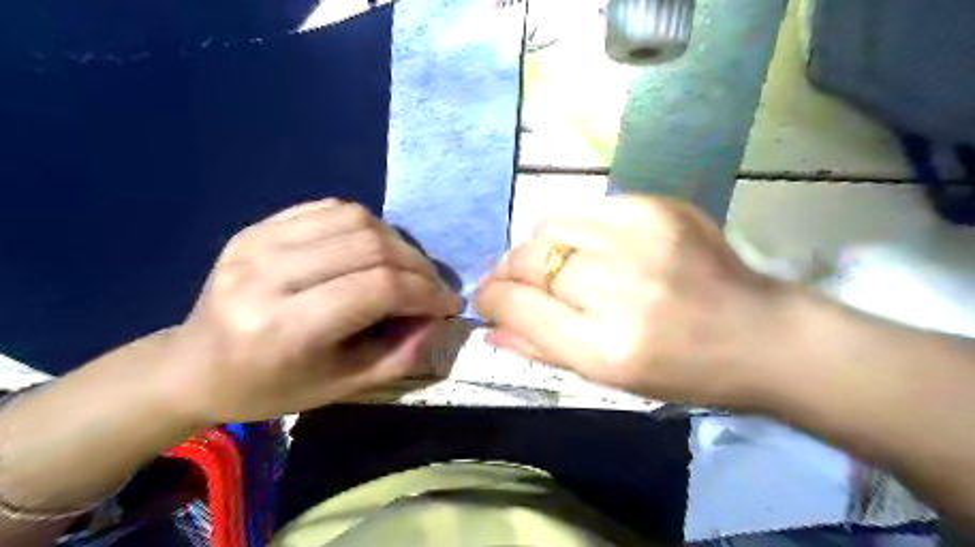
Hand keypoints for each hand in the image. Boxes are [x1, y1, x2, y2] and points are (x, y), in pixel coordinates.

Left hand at [165, 199, 461, 423]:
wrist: (194, 367)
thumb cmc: (270, 388)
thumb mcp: (340, 388)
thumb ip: (398, 355)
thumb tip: (437, 318)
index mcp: (283, 327)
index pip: (378, 288)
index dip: (425, 292)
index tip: (449, 303)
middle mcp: (267, 275)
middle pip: (370, 246)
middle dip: (417, 265)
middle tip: (432, 286)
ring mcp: (257, 242)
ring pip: (354, 218)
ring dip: (395, 241)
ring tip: (406, 267)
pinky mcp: (256, 227)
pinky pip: (328, 208)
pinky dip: (365, 224)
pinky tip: (372, 248)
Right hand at [476, 194, 785, 405]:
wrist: (758, 334)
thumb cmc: (679, 370)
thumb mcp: (605, 378)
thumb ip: (539, 349)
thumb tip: (489, 326)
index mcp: (605, 345)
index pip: (517, 304)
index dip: (491, 299)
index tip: (487, 299)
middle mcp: (618, 286)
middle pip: (528, 259)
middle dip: (510, 271)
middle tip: (515, 282)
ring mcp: (640, 237)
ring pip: (550, 226)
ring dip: (541, 248)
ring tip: (559, 266)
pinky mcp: (657, 208)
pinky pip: (586, 210)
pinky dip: (576, 231)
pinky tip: (596, 250)